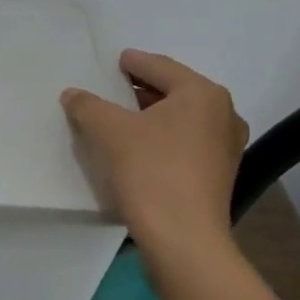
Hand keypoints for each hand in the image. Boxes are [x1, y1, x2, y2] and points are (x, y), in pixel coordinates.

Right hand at [61, 51, 247, 262]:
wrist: (183, 238)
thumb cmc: (150, 171)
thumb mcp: (108, 131)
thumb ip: (87, 105)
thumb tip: (73, 94)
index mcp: (202, 94)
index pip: (160, 67)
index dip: (132, 62)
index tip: (113, 61)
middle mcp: (223, 114)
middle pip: (173, 91)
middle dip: (140, 90)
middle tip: (110, 89)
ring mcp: (226, 147)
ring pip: (180, 119)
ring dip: (150, 116)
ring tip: (119, 119)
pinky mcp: (218, 174)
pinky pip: (185, 142)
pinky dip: (162, 138)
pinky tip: (137, 148)